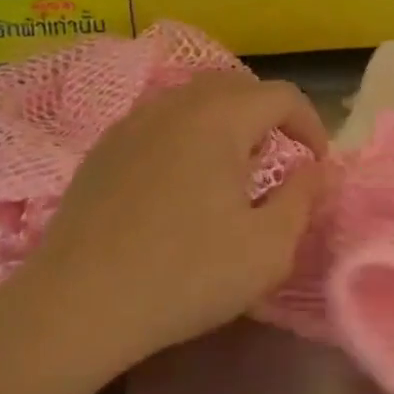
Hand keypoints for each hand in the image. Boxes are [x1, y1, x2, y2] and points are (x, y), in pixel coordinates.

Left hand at [0, 73, 326, 390]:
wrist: (76, 307)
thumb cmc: (186, 275)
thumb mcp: (269, 248)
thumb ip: (304, 199)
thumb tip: (315, 170)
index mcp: (220, 119)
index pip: (282, 95)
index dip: (311, 124)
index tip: (316, 164)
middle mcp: (176, 105)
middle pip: (237, 87)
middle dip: (269, 116)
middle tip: (280, 159)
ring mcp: (133, 123)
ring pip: (194, 100)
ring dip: (227, 122)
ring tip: (233, 168)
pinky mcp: (103, 149)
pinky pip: (160, 121)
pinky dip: (187, 135)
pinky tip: (183, 182)